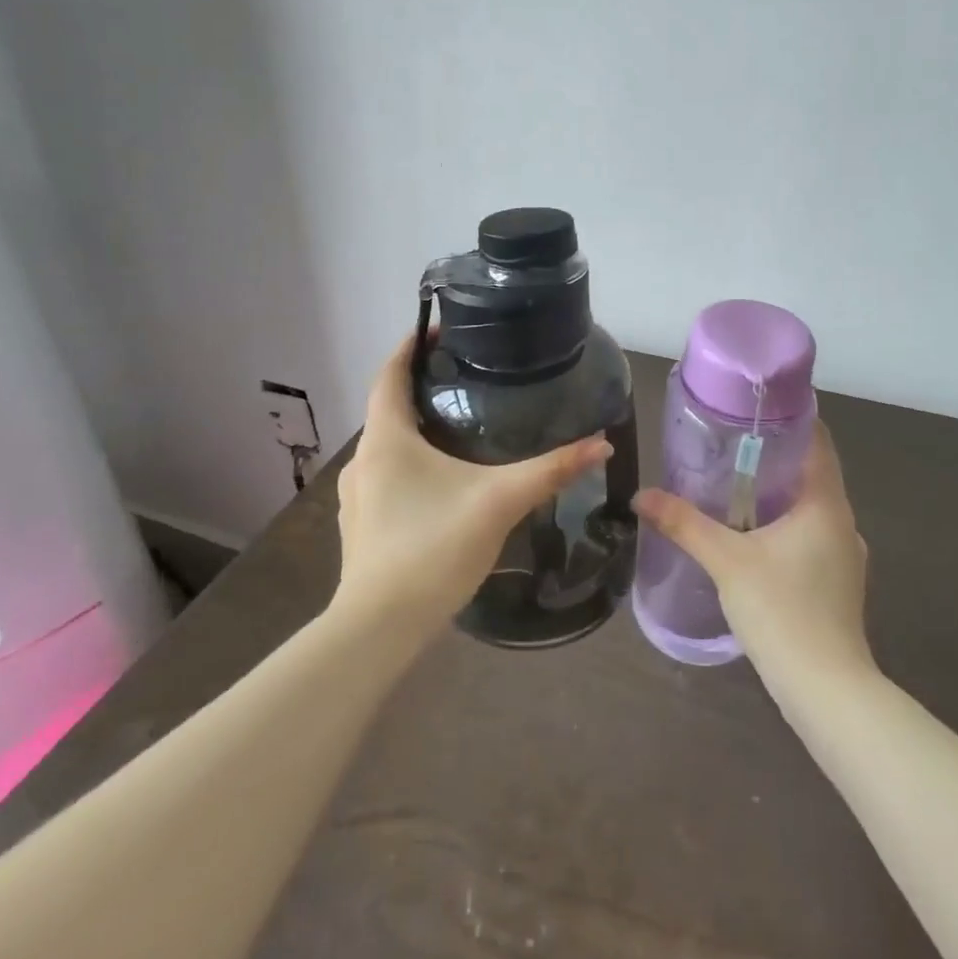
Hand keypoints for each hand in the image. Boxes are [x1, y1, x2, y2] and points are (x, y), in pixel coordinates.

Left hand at [333, 333, 612, 636]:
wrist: (379, 629)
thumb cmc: (433, 548)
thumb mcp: (499, 502)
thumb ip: (551, 470)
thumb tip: (601, 443)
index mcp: (386, 438)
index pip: (389, 372)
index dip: (410, 345)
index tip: (439, 329)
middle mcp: (364, 459)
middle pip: (389, 407)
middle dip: (423, 387)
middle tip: (468, 379)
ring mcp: (357, 496)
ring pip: (387, 445)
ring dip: (416, 428)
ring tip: (460, 426)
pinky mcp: (361, 525)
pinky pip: (386, 475)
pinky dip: (410, 462)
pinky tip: (442, 482)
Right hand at [634, 422, 872, 690]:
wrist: (828, 692)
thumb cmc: (783, 611)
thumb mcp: (727, 562)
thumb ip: (685, 524)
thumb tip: (642, 496)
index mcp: (826, 503)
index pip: (817, 440)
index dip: (790, 417)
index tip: (753, 406)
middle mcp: (843, 523)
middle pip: (812, 472)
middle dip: (774, 457)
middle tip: (729, 444)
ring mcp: (845, 557)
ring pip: (811, 508)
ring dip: (778, 494)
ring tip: (734, 487)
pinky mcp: (838, 584)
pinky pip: (811, 537)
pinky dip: (785, 526)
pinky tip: (753, 538)